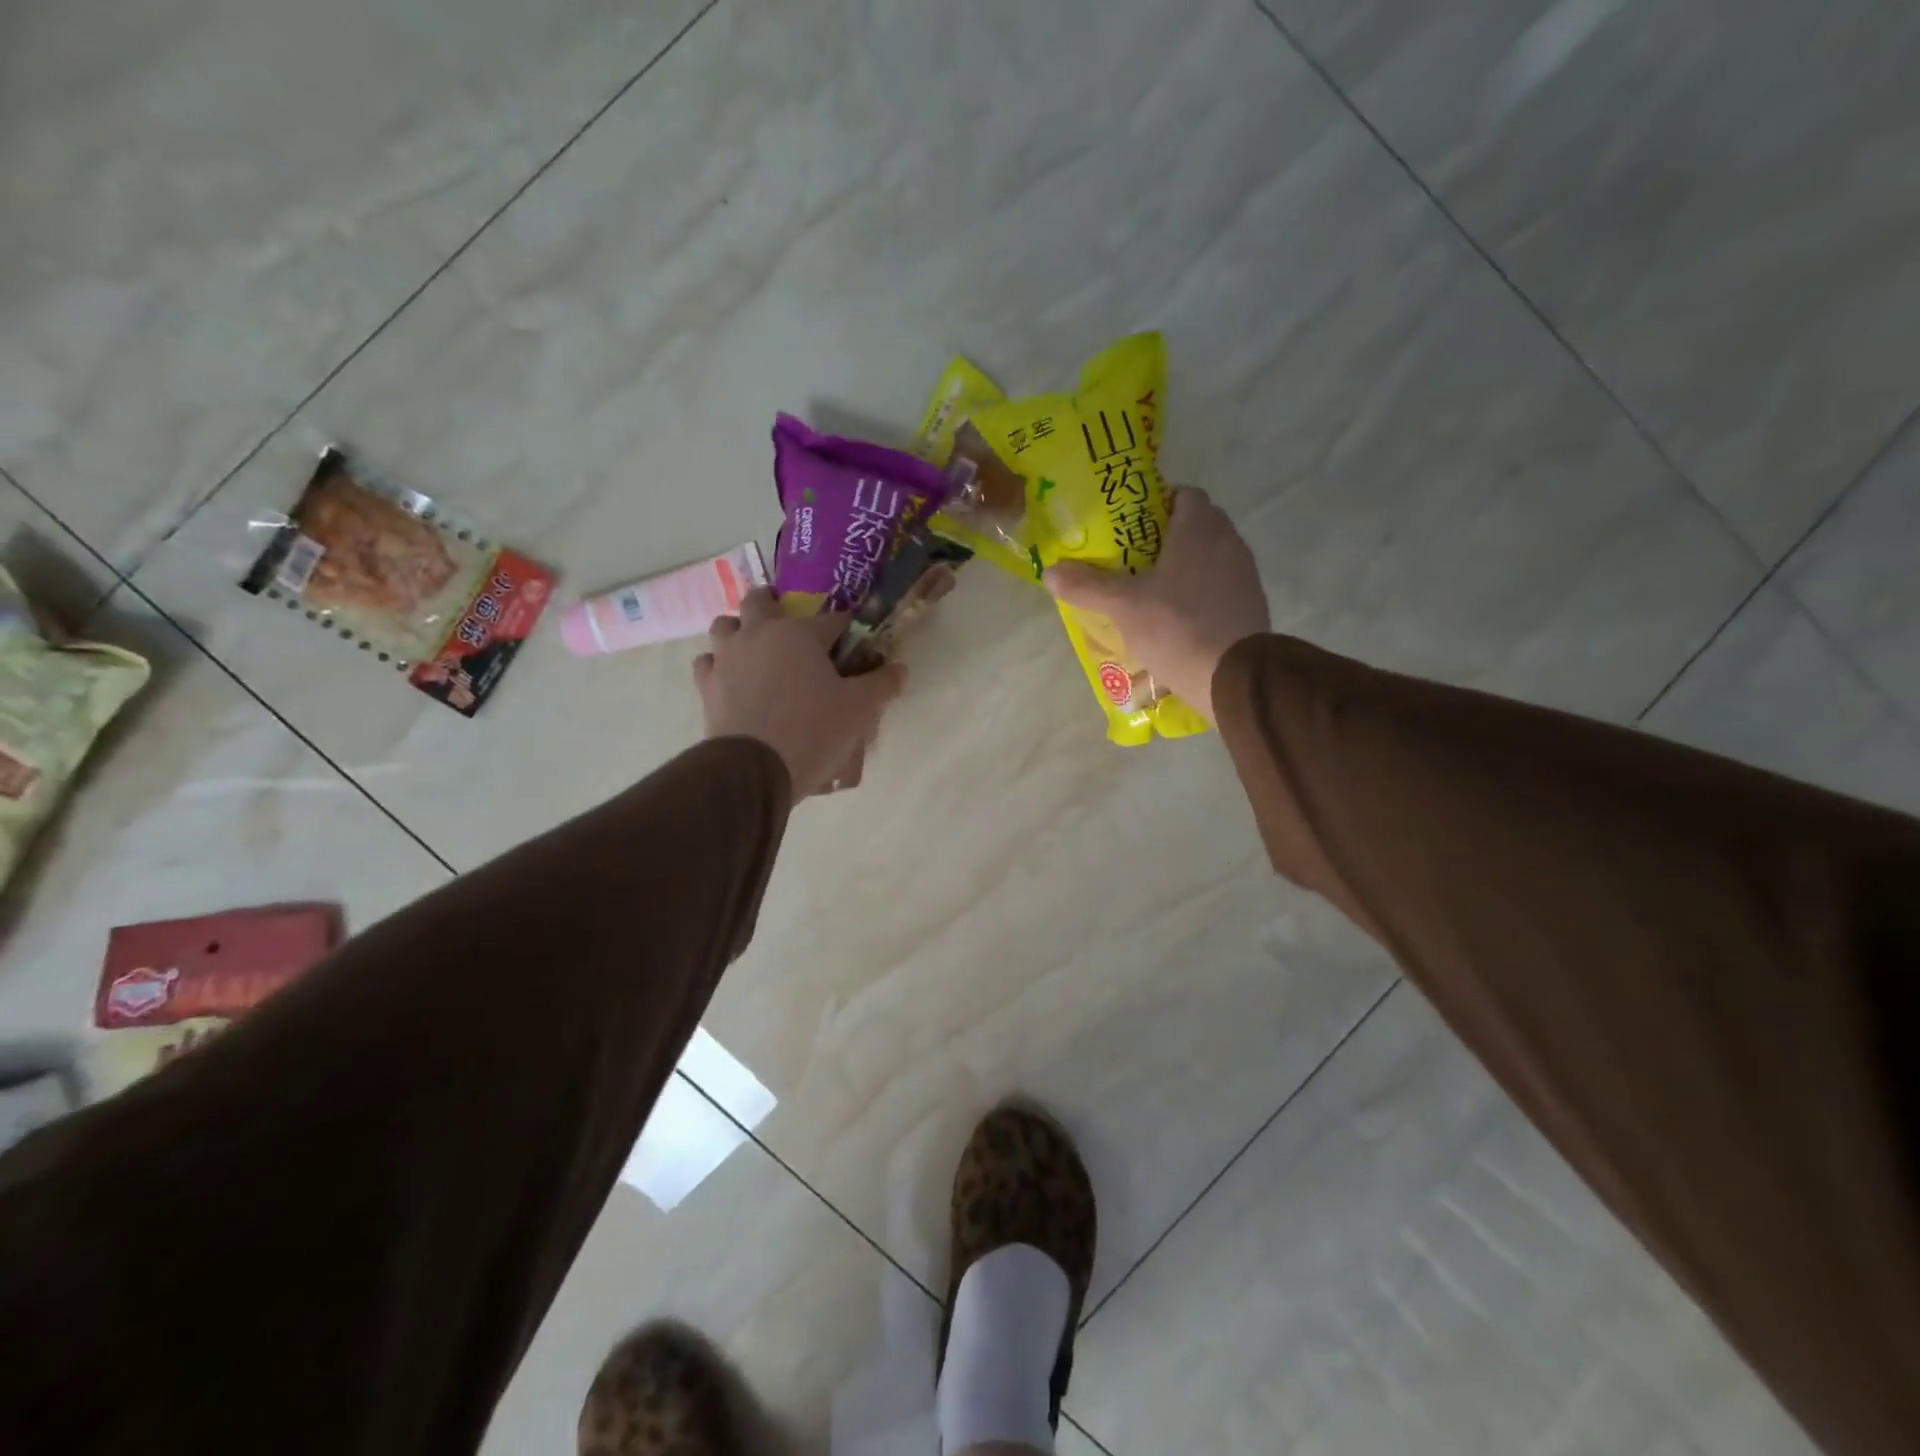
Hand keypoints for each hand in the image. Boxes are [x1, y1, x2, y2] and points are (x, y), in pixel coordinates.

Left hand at [693, 589, 906, 796]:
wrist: (754, 769)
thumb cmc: (813, 731)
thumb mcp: (859, 710)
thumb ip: (881, 685)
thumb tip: (900, 670)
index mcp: (798, 633)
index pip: (832, 619)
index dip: (847, 630)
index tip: (855, 645)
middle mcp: (758, 634)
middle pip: (761, 600)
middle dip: (775, 605)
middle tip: (790, 628)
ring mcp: (727, 657)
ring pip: (725, 625)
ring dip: (740, 630)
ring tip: (755, 650)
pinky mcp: (707, 685)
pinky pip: (708, 662)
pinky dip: (719, 664)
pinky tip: (732, 679)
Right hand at [1044, 487, 1268, 721]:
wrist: (1233, 677)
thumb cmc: (1177, 626)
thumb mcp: (1123, 606)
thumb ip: (1087, 586)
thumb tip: (1049, 572)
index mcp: (1199, 528)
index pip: (1184, 494)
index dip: (1157, 503)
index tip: (1130, 526)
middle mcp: (1228, 541)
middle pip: (1197, 525)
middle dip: (1166, 537)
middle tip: (1132, 558)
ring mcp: (1244, 574)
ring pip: (1210, 557)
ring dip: (1184, 567)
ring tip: (1150, 589)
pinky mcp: (1251, 604)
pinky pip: (1220, 586)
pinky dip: (1200, 593)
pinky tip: (1177, 616)